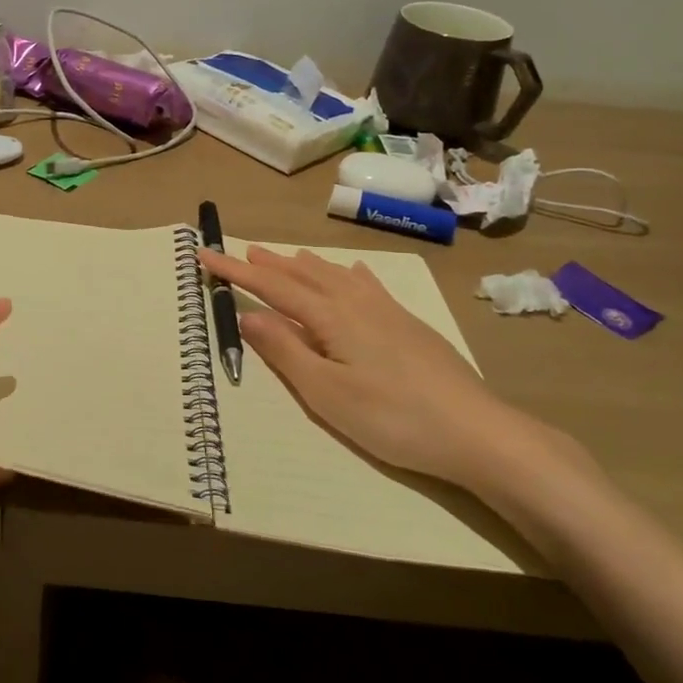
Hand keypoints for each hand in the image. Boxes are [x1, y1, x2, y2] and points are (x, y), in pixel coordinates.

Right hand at [199, 246, 564, 493]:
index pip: (272, 286)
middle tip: (243, 250)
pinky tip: (353, 272)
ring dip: (305, 265)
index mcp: (330, 316)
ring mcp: (387, 311)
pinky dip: (349, 275)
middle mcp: (356, 302)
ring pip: (335, 276)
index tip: (206, 255)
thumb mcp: (326, 392)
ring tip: (286, 255)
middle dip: (270, 264)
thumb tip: (247, 315)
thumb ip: (285, 350)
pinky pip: (368, 285)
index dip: (236, 271)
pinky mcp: (409, 325)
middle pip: (303, 274)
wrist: (476, 431)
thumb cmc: (393, 417)